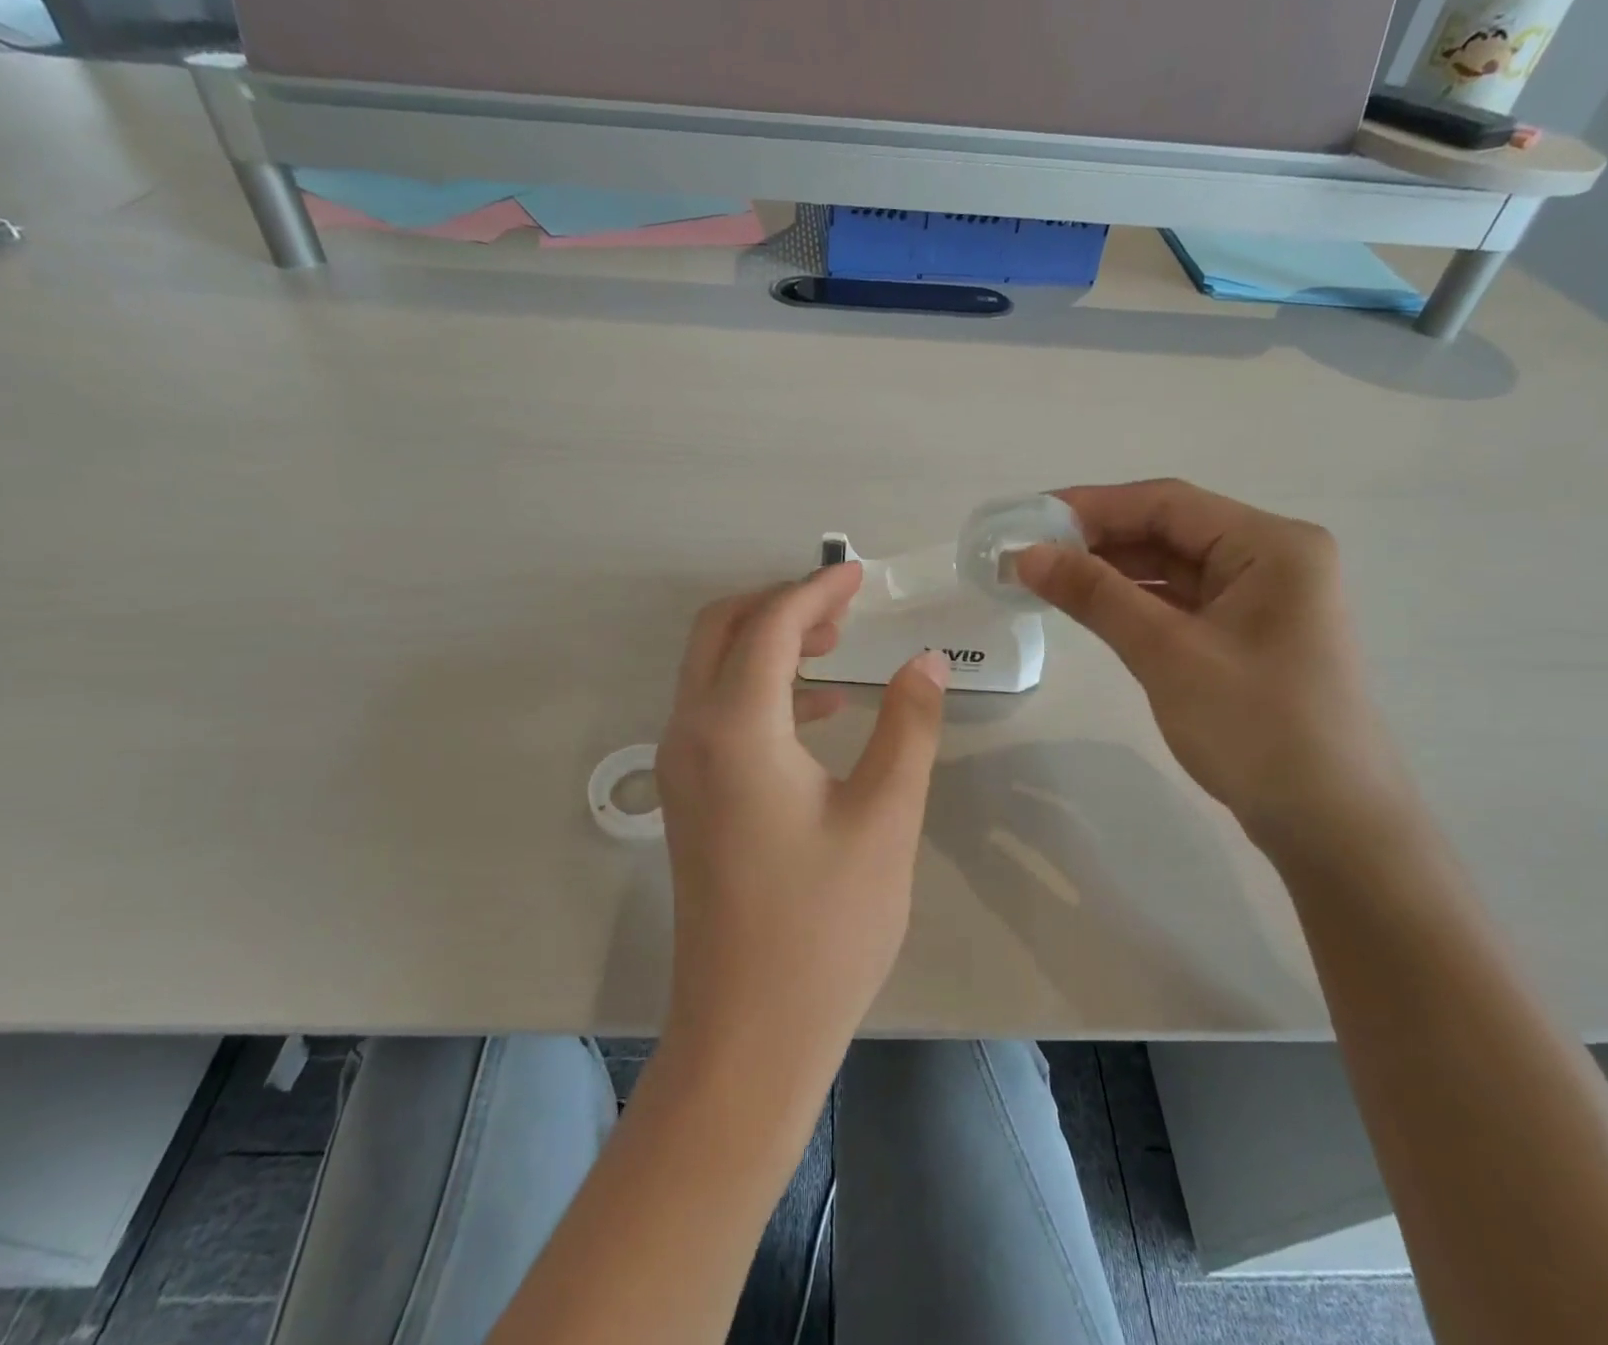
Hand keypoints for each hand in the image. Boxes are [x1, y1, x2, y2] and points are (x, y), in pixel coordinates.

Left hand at [655, 563, 948, 1074]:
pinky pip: (716, 713)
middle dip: (779, 605)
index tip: (860, 574)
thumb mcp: (885, 817)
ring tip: (835, 647)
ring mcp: (680, 769)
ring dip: (767, 643)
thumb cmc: (825, 926)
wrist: (749, 1033)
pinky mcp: (688, 798)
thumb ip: (907, 726)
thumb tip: (927, 661)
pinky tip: (820, 713)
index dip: (816, 591)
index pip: (769, 626)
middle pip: (720, 630)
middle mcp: (691, 735)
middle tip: (843, 607)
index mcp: (735, 729)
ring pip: (712, 670)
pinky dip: (761, 690)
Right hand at [1016, 479, 1410, 840]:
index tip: (1028, 518)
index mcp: (1272, 545)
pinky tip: (1090, 607)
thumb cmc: (1257, 728)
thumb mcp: (1167, 653)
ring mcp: (1261, 600)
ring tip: (1045, 577)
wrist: (1331, 825)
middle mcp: (1272, 559)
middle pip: (1170, 530)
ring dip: (1111, 571)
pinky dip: (1134, 602)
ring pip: (1172, 568)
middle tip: (1027, 552)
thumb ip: (1096, 595)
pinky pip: (1180, 603)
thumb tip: (1026, 555)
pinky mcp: (1246, 636)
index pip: (1167, 503)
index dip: (1092, 505)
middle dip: (1097, 539)